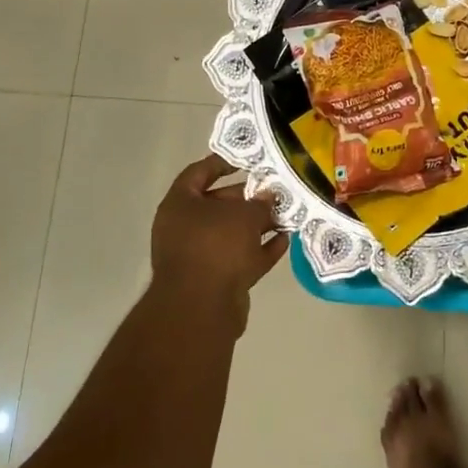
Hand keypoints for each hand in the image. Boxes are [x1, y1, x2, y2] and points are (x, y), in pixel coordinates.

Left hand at [150, 155, 288, 329]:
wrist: (202, 309)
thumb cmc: (216, 246)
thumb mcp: (244, 215)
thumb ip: (259, 203)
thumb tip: (269, 197)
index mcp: (180, 204)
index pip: (198, 173)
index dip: (221, 162)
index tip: (247, 159)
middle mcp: (185, 228)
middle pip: (218, 204)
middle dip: (248, 198)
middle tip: (275, 190)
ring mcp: (199, 256)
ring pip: (231, 233)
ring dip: (258, 225)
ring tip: (287, 214)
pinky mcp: (215, 281)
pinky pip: (240, 257)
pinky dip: (260, 249)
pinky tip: (285, 240)